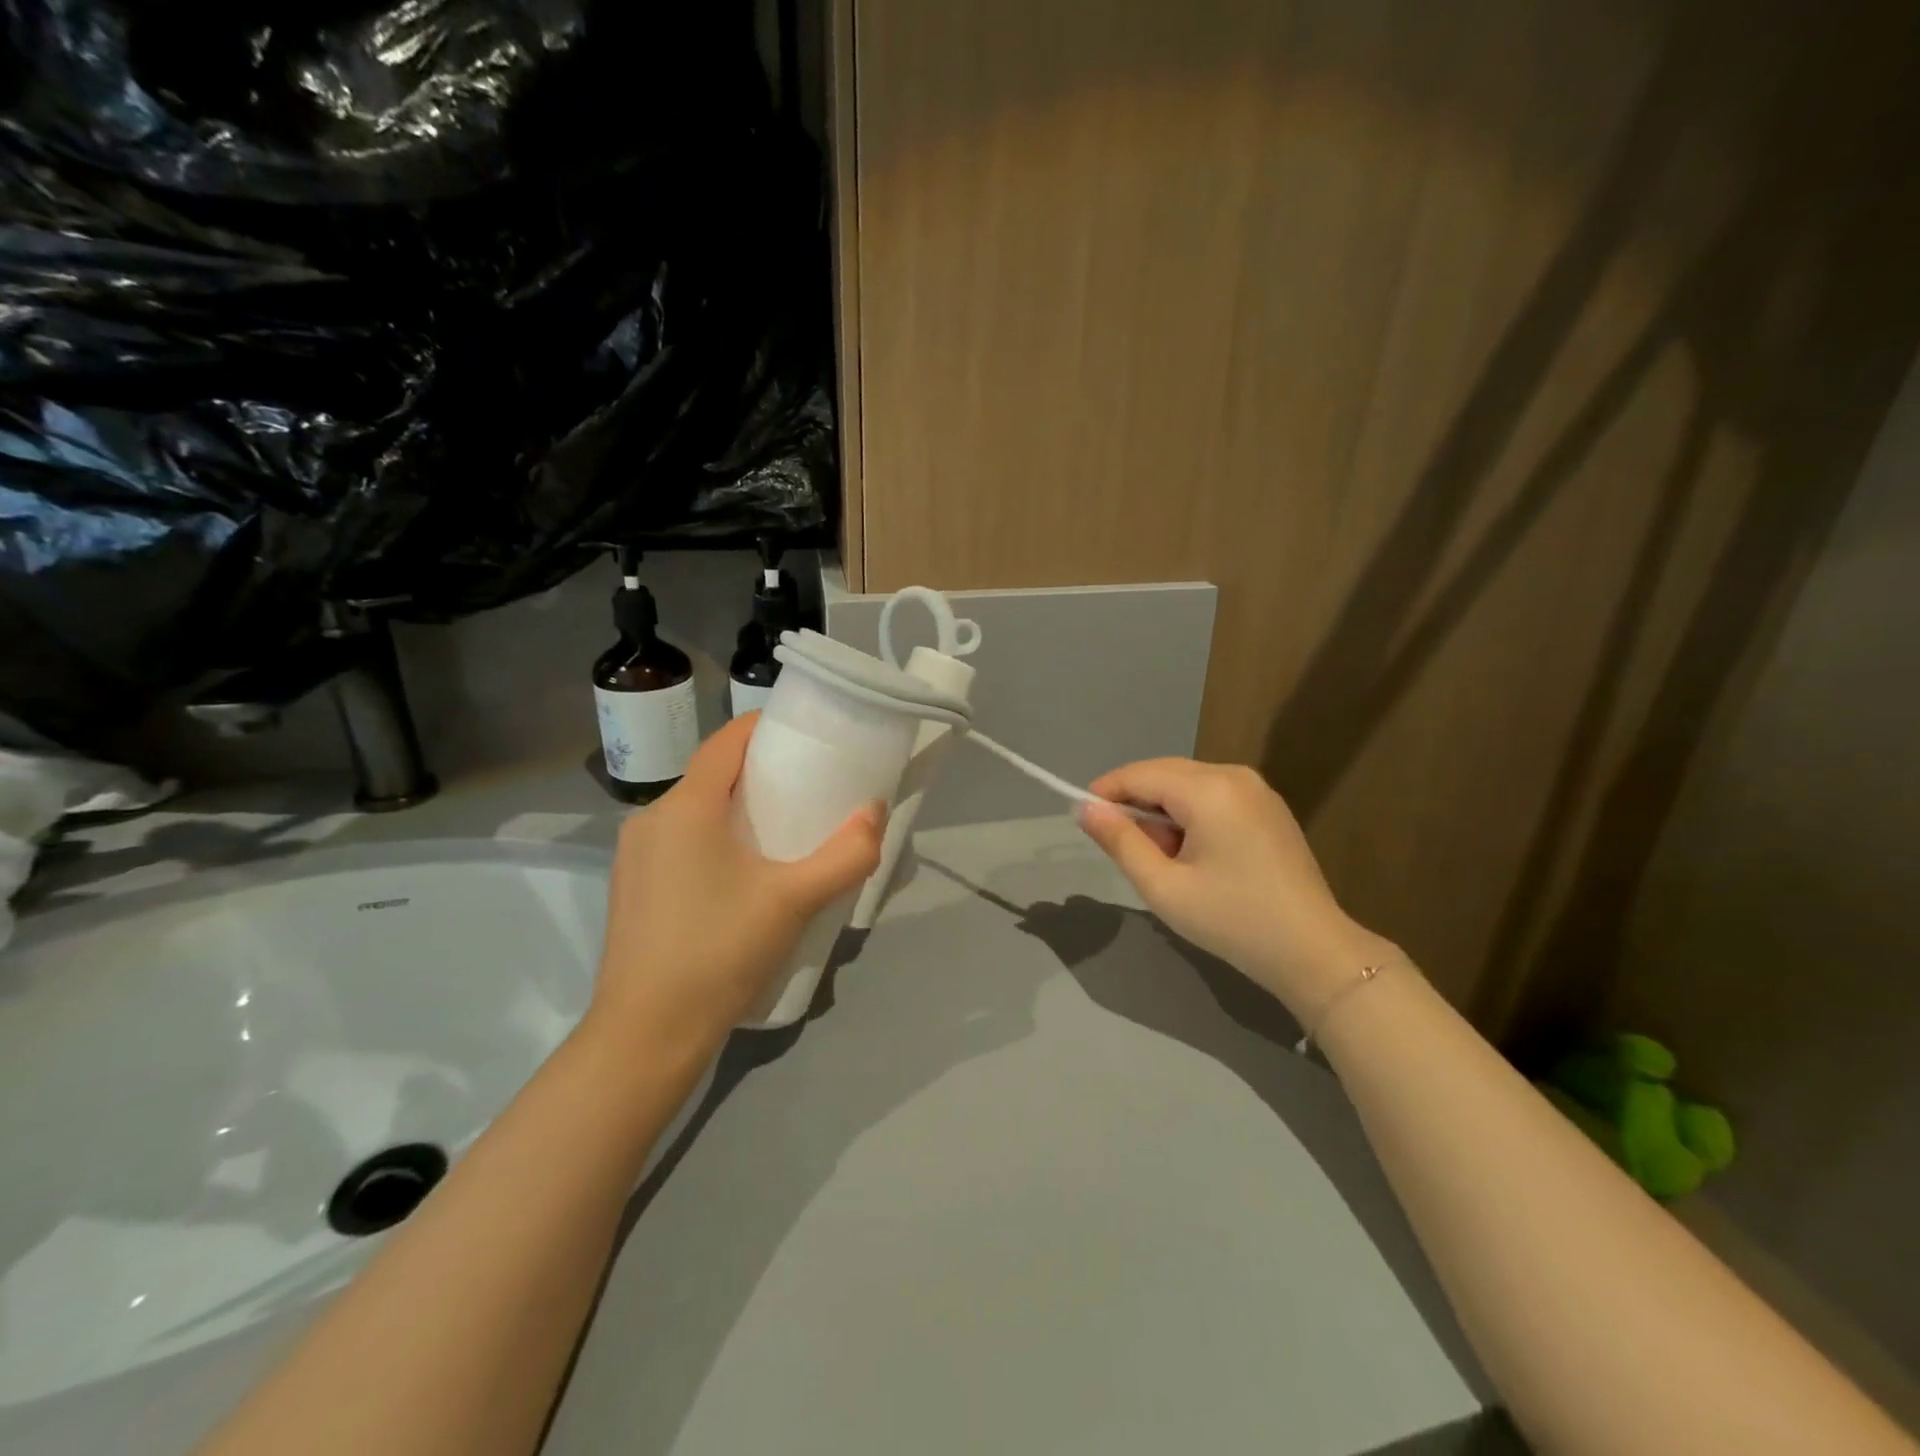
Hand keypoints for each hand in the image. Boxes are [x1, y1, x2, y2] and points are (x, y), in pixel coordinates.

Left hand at [587, 714, 884, 1055]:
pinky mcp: (632, 890)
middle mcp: (651, 820)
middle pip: (711, 776)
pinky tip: (741, 875)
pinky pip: (678, 843)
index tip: (805, 735)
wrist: (646, 1036)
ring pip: (693, 812)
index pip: (726, 742)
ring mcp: (635, 857)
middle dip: (759, 772)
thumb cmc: (719, 952)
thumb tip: (875, 813)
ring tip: (780, 831)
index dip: (765, 728)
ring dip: (734, 809)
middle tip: (807, 787)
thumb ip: (845, 856)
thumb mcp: (794, 901)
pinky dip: (713, 838)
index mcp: (684, 807)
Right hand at [1076, 758, 1398, 1022]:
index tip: (1082, 819)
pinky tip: (1192, 854)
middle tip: (1123, 848)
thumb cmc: (1232, 920)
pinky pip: (1212, 796)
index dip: (1106, 792)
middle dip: (1136, 803)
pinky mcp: (1268, 807)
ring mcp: (1257, 789)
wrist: (1314, 952)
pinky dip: (1190, 815)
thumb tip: (1085, 809)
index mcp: (1209, 789)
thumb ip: (1121, 841)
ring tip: (1162, 860)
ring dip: (1163, 811)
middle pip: (1165, 773)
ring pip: (1187, 784)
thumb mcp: (1163, 887)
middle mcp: (1234, 774)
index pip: (1140, 774)